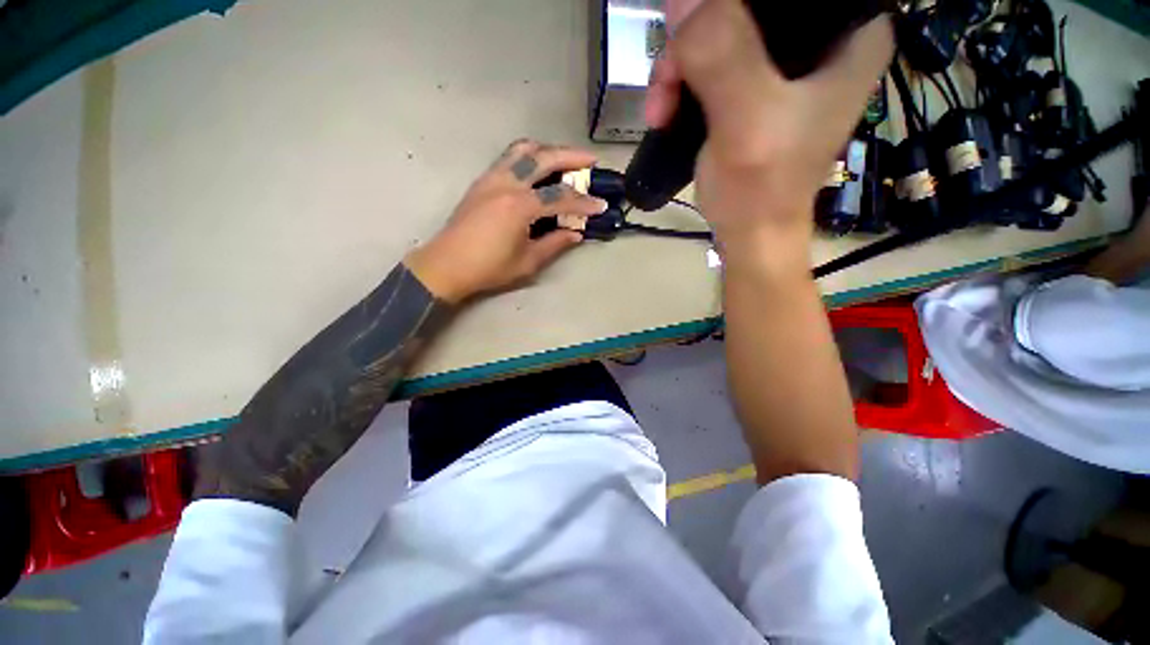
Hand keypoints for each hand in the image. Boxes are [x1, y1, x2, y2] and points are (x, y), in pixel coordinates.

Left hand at [405, 140, 608, 302]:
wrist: (447, 265)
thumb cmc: (489, 268)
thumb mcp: (528, 262)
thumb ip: (555, 244)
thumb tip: (576, 234)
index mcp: (519, 206)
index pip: (560, 197)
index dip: (583, 201)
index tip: (601, 205)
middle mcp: (506, 183)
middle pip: (543, 157)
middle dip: (571, 157)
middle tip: (590, 161)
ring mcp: (491, 178)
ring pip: (522, 149)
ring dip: (548, 149)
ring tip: (564, 159)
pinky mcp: (482, 181)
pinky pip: (509, 157)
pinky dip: (529, 156)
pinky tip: (537, 168)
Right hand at [646, 0, 892, 263]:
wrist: (749, 234)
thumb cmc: (761, 188)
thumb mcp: (746, 120)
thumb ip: (721, 54)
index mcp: (849, 32)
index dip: (735, 3)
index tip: (697, 30)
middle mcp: (821, 38)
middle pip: (746, 7)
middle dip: (696, 39)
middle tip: (667, 82)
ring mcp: (783, 64)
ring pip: (720, 31)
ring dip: (679, 67)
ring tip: (660, 110)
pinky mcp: (753, 87)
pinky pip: (709, 61)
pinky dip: (681, 82)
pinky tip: (666, 110)